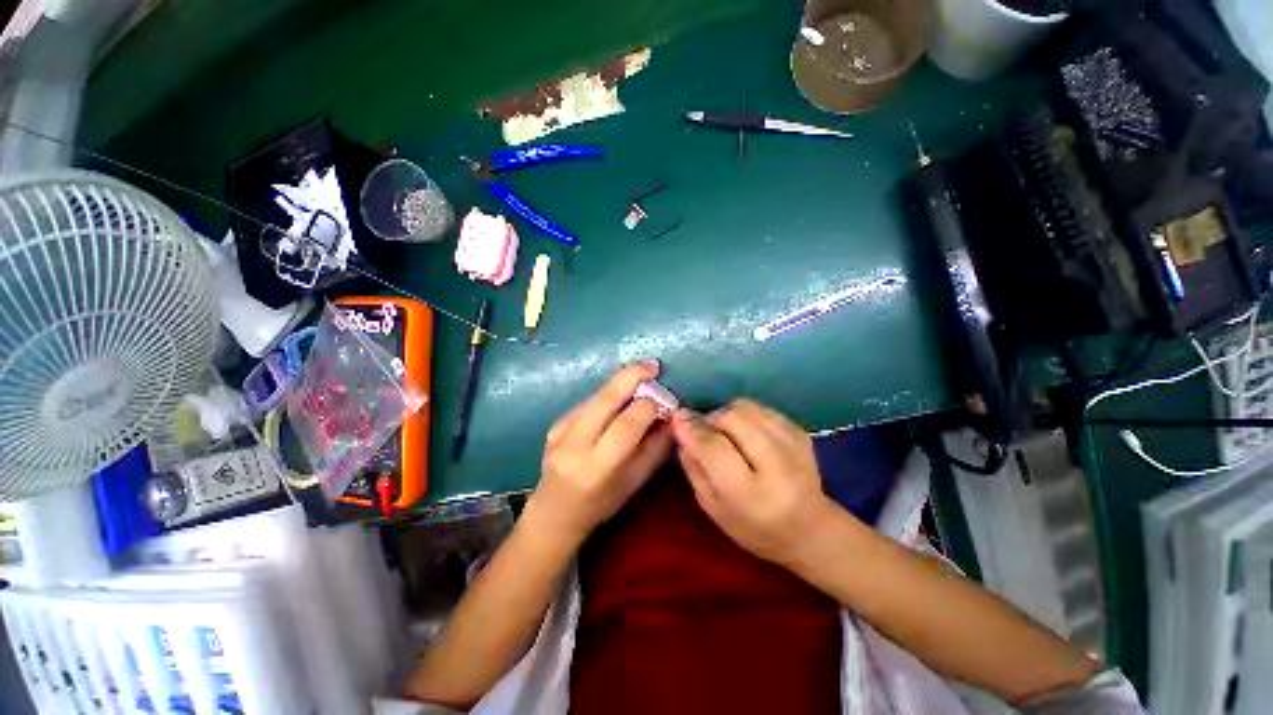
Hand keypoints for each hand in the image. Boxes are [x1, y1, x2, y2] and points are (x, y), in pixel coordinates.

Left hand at [529, 362, 673, 542]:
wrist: (554, 512)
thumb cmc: (600, 504)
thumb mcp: (634, 483)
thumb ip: (655, 449)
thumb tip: (671, 417)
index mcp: (597, 466)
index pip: (626, 424)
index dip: (648, 405)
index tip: (665, 399)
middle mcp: (574, 444)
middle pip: (605, 399)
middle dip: (631, 376)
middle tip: (652, 365)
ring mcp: (560, 431)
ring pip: (595, 396)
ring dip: (620, 381)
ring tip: (641, 373)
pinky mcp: (554, 424)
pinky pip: (587, 403)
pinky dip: (607, 396)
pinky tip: (619, 397)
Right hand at [672, 399, 840, 566]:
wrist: (810, 529)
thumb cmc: (753, 527)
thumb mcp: (713, 508)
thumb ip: (693, 468)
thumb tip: (681, 427)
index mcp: (750, 494)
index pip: (714, 448)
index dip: (692, 430)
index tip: (678, 419)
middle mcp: (776, 466)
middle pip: (732, 418)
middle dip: (711, 419)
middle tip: (707, 433)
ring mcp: (793, 445)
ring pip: (747, 407)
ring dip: (728, 414)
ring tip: (728, 433)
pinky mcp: (801, 433)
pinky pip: (762, 408)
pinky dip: (747, 414)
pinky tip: (748, 433)